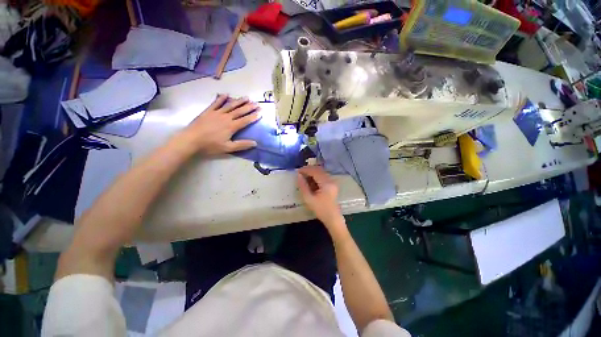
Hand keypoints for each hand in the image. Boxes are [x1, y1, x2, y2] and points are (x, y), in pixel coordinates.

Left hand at [179, 94, 260, 155]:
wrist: (191, 140)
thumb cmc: (210, 145)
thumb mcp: (228, 148)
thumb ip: (242, 145)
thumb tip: (255, 143)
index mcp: (231, 126)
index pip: (245, 120)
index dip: (254, 116)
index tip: (260, 112)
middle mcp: (226, 117)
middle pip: (240, 111)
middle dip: (249, 107)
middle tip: (257, 103)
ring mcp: (217, 113)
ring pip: (230, 105)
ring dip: (239, 101)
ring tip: (246, 97)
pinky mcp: (208, 111)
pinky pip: (216, 103)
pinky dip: (221, 98)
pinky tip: (226, 94)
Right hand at [297, 166, 346, 231]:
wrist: (333, 218)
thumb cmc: (320, 210)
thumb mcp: (309, 199)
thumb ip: (303, 186)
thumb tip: (299, 176)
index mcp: (326, 183)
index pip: (315, 172)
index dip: (306, 170)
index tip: (298, 171)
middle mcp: (331, 180)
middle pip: (319, 170)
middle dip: (309, 170)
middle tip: (300, 172)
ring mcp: (333, 182)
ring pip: (321, 172)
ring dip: (313, 172)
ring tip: (304, 176)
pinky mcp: (332, 185)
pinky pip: (323, 176)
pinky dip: (316, 176)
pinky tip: (311, 180)